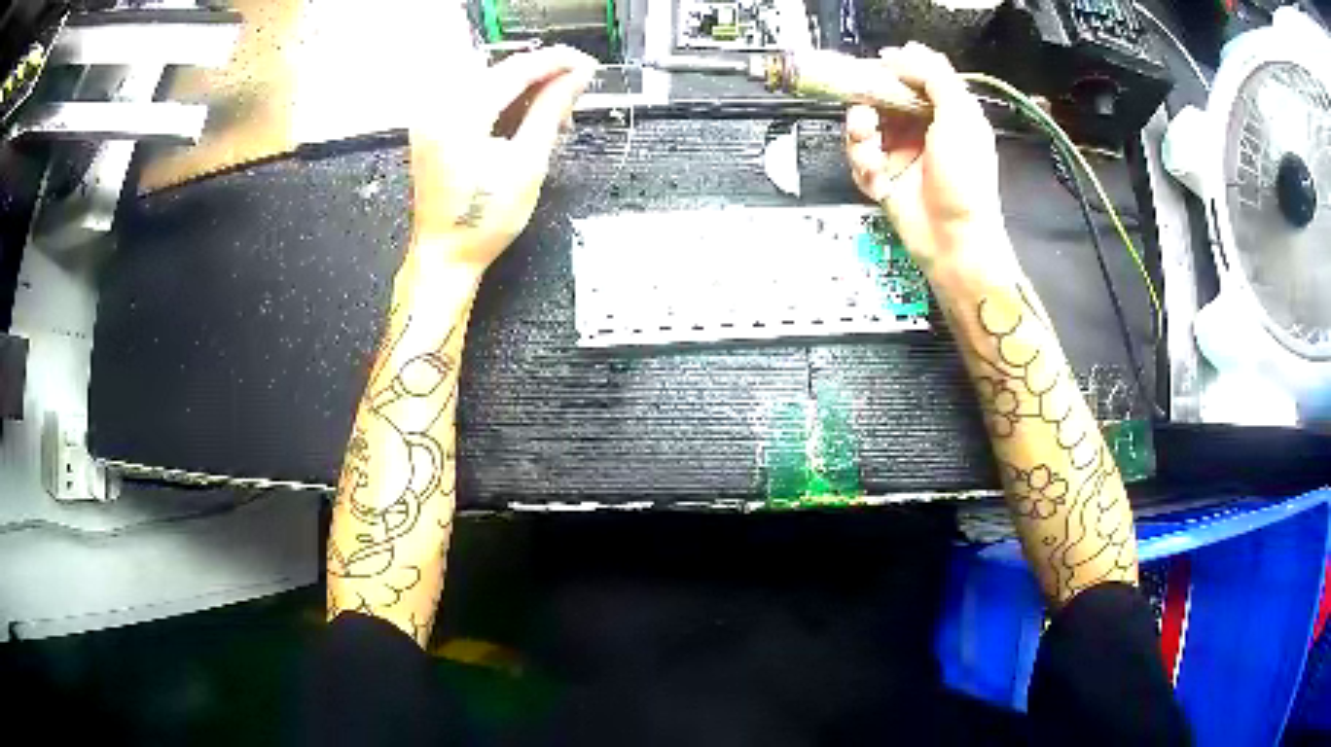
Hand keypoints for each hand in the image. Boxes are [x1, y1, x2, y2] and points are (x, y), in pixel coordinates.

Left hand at [409, 46, 596, 267]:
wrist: (445, 256)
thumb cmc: (482, 222)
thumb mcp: (528, 164)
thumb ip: (551, 111)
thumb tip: (576, 78)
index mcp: (460, 116)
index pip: (516, 70)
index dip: (556, 62)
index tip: (586, 65)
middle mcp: (439, 109)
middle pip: (501, 72)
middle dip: (543, 75)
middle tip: (576, 88)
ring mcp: (432, 118)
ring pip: (489, 82)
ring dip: (525, 88)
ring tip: (555, 109)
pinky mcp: (434, 127)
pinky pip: (474, 98)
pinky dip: (504, 101)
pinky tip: (526, 115)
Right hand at [845, 43, 1009, 276]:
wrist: (953, 240)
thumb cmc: (966, 182)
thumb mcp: (961, 118)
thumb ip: (934, 78)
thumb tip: (903, 54)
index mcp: (944, 111)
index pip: (910, 77)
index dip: (889, 71)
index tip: (874, 69)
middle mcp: (920, 127)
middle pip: (878, 97)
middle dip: (866, 103)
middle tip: (865, 113)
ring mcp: (899, 152)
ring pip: (862, 126)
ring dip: (859, 135)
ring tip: (869, 151)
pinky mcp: (882, 176)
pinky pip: (858, 159)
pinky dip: (862, 166)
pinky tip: (877, 178)